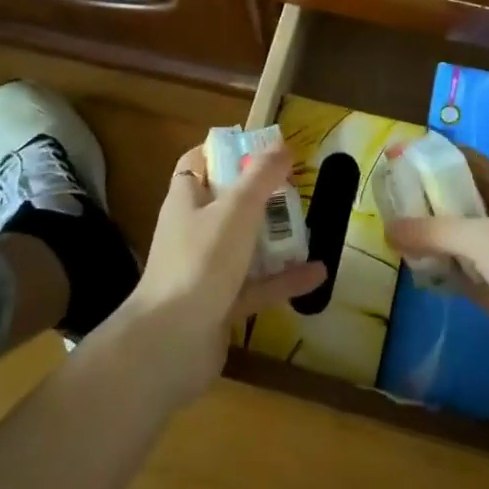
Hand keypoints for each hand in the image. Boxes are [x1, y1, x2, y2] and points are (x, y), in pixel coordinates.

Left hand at [115, 144, 325, 403]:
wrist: (171, 344)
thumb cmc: (200, 262)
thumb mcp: (235, 210)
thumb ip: (260, 177)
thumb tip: (281, 145)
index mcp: (186, 201)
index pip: (197, 163)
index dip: (225, 151)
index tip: (260, 147)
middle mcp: (193, 232)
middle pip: (226, 204)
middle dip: (260, 195)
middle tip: (295, 187)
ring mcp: (206, 271)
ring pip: (244, 246)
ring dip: (275, 238)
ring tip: (310, 227)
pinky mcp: (221, 305)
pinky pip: (257, 286)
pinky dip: (284, 279)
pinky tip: (317, 274)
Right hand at [386, 151, 488, 378]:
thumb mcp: (484, 238)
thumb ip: (435, 232)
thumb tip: (388, 229)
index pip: (463, 161)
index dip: (432, 155)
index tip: (396, 156)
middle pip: (453, 199)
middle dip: (420, 197)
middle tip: (381, 199)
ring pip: (451, 237)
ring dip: (424, 235)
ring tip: (384, 231)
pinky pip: (454, 272)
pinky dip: (433, 269)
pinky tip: (407, 268)